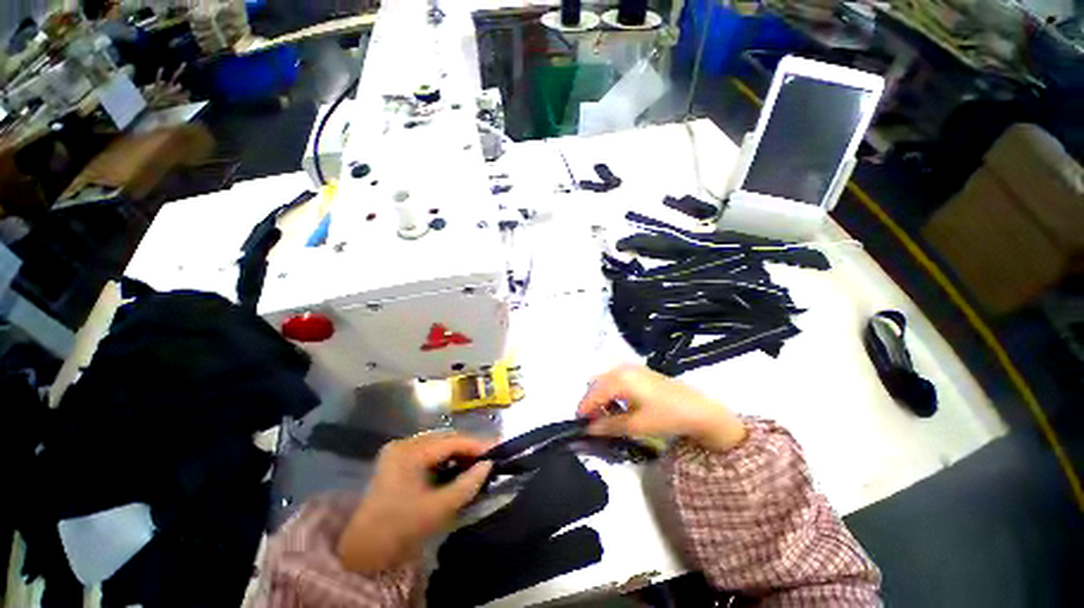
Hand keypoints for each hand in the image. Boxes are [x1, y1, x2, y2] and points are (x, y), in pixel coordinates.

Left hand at [337, 432, 493, 572]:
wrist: (362, 550)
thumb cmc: (400, 528)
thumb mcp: (438, 509)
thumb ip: (467, 485)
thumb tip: (488, 465)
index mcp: (409, 452)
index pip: (451, 441)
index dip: (476, 444)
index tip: (497, 449)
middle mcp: (404, 443)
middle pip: (444, 438)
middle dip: (468, 447)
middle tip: (488, 457)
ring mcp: (399, 450)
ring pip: (438, 444)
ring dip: (457, 452)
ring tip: (475, 462)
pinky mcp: (397, 459)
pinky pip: (428, 451)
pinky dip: (445, 458)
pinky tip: (455, 467)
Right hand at [577, 364, 746, 452]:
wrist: (700, 410)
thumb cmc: (667, 416)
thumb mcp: (636, 425)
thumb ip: (609, 425)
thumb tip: (588, 428)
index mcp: (620, 379)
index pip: (593, 393)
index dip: (584, 409)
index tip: (579, 425)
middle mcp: (622, 368)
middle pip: (596, 383)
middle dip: (590, 402)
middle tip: (592, 423)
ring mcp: (631, 368)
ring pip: (605, 380)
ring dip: (600, 396)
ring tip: (604, 416)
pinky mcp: (639, 371)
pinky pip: (616, 378)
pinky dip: (611, 391)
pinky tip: (618, 406)